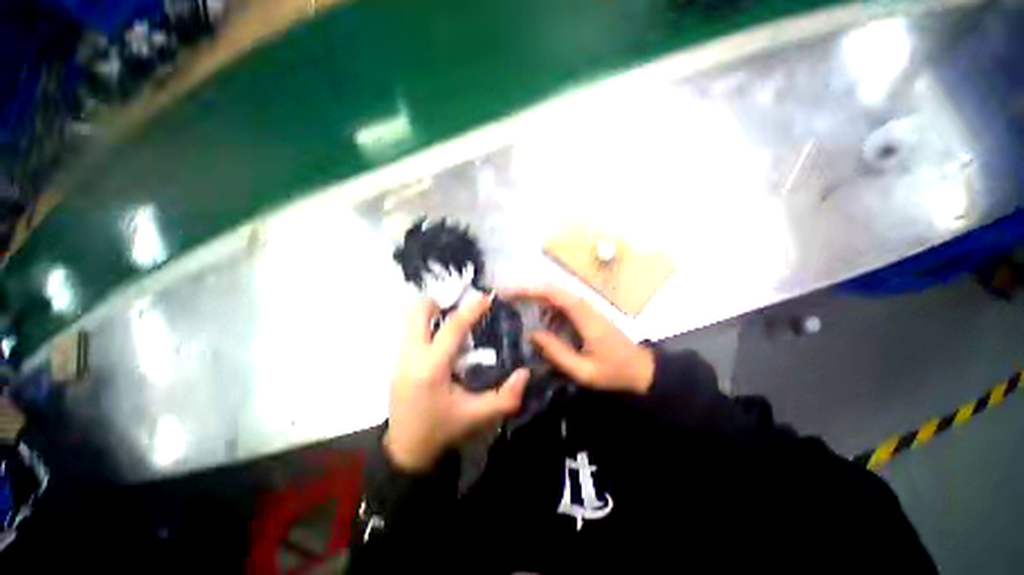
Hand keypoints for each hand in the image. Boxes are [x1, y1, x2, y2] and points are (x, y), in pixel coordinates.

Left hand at [385, 294, 528, 471]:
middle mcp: (410, 357)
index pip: (452, 327)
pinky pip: (410, 331)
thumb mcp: (478, 417)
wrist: (406, 452)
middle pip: (417, 311)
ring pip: (410, 319)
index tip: (487, 297)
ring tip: (455, 326)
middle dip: (439, 303)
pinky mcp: (396, 362)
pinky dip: (426, 326)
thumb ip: (506, 397)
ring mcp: (399, 358)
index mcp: (431, 368)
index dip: (472, 309)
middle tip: (461, 311)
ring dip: (432, 314)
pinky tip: (443, 342)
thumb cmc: (442, 431)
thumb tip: (525, 373)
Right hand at [504, 285, 654, 393]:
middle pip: (553, 290)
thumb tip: (532, 333)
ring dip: (536, 298)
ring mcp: (586, 309)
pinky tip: (539, 322)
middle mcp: (585, 306)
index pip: (554, 294)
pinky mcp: (587, 314)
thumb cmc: (615, 372)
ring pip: (557, 296)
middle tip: (506, 297)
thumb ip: (557, 352)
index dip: (530, 290)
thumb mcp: (583, 370)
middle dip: (528, 290)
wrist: (642, 369)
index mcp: (585, 317)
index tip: (509, 292)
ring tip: (516, 306)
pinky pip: (562, 306)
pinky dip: (547, 308)